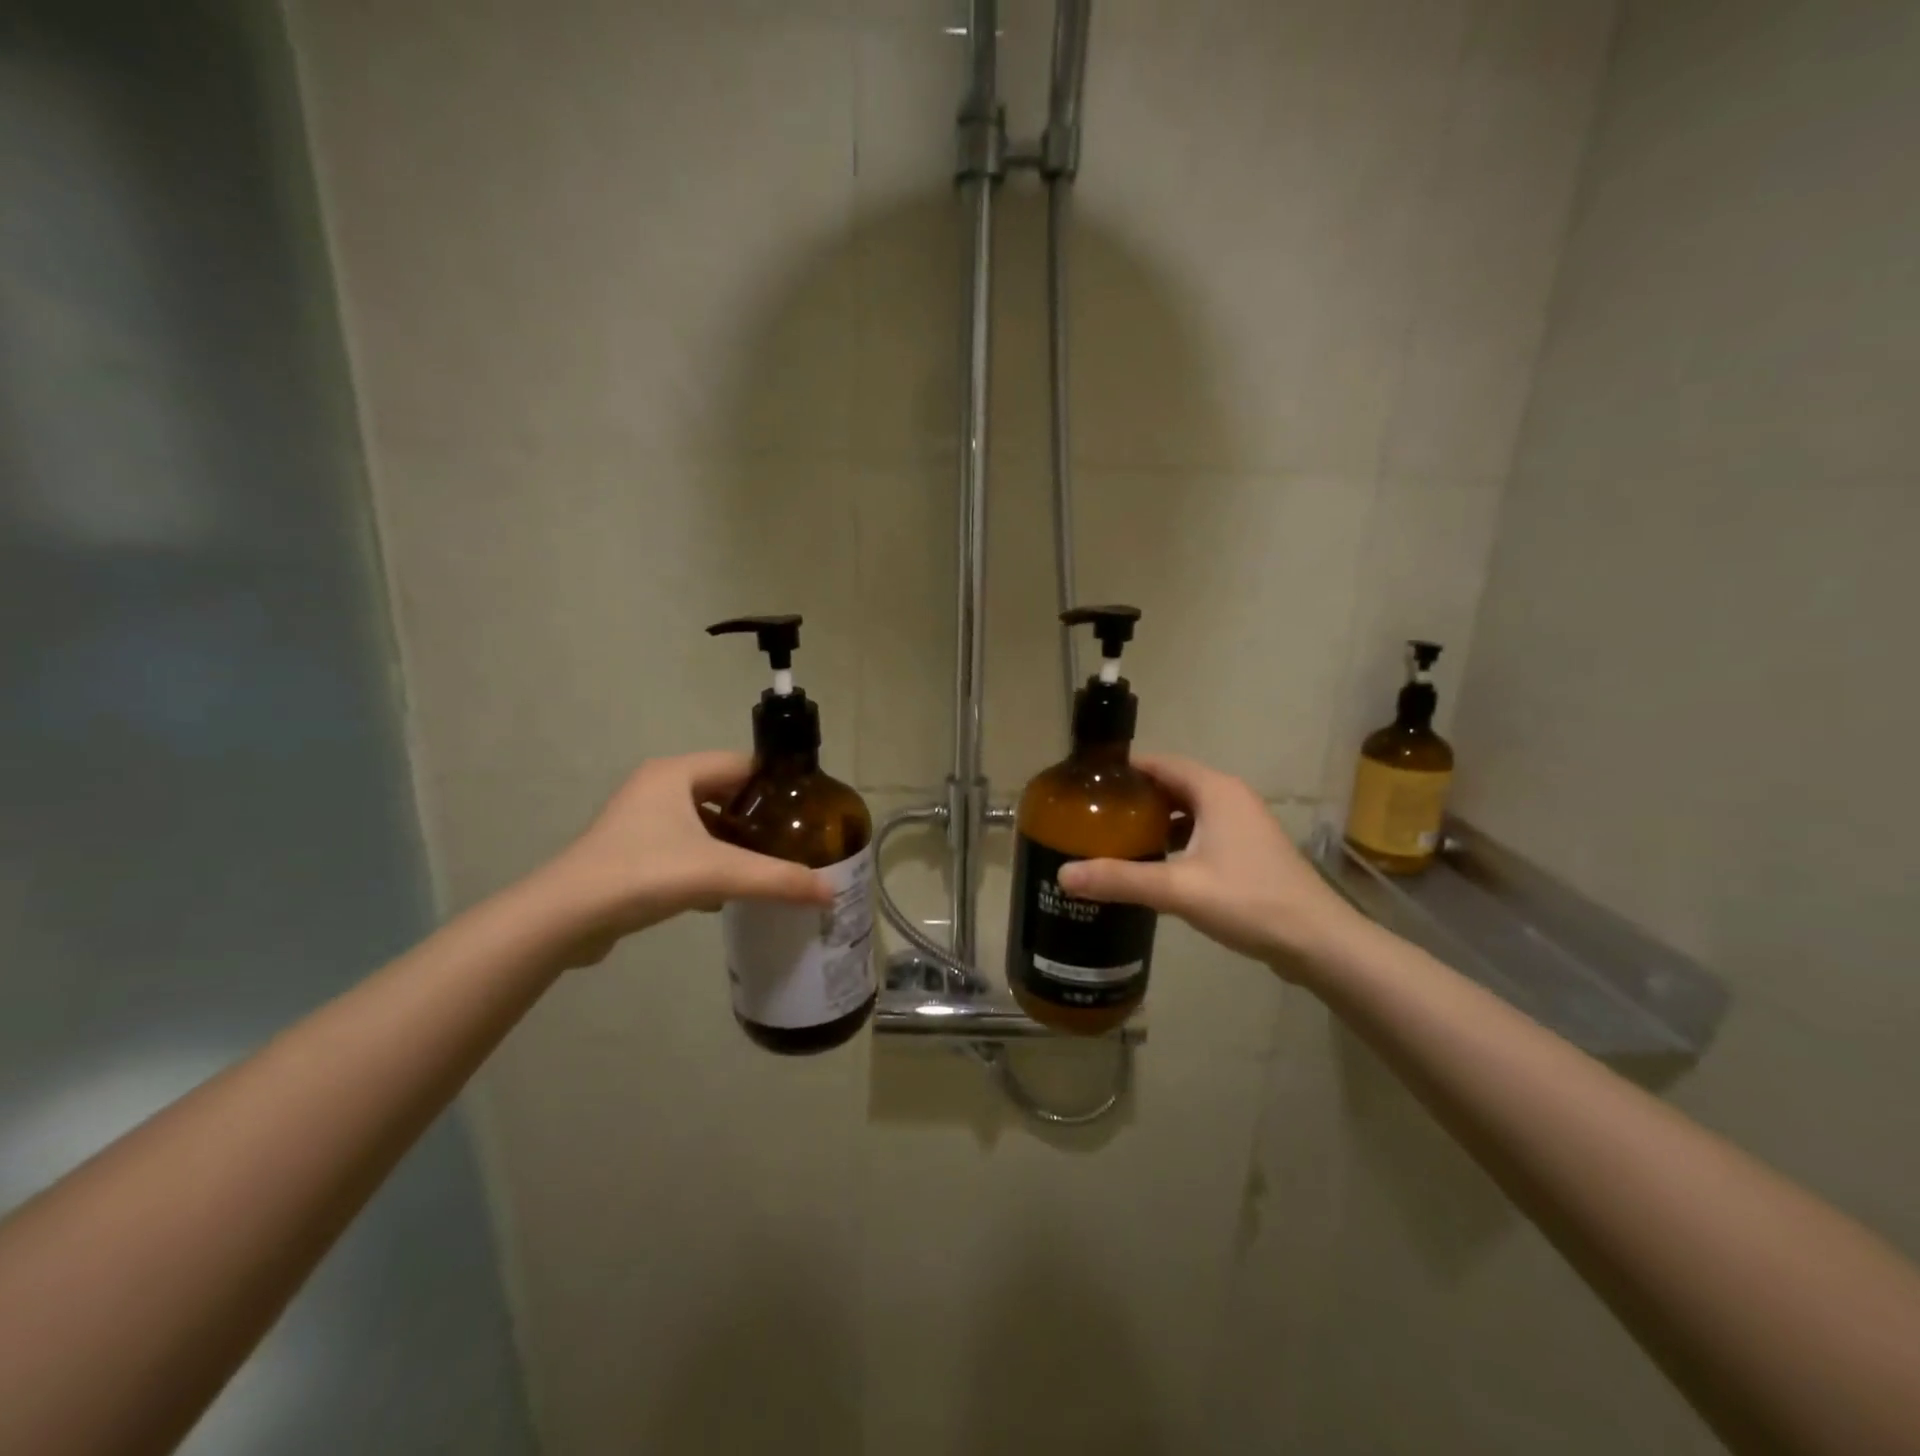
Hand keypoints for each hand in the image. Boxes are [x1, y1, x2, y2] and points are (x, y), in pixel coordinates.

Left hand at [536, 752, 832, 964]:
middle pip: (723, 791)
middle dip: (756, 815)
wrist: (564, 919)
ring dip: (732, 840)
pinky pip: (682, 846)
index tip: (807, 809)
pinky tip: (726, 890)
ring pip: (702, 821)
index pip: (741, 764)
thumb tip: (832, 892)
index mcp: (675, 773)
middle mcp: (656, 787)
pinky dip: (707, 861)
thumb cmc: (643, 874)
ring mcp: (639, 820)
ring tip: (767, 863)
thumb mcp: (719, 873)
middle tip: (792, 839)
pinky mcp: (630, 851)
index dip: (776, 784)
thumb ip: (778, 880)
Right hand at [1055, 753, 1365, 977]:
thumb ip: (1121, 879)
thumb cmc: (1249, 901)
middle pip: (1172, 785)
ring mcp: (1242, 825)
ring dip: (1154, 821)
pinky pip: (1201, 833)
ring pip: (1187, 811)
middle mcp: (1230, 798)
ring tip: (1114, 839)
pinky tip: (1152, 866)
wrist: (1317, 942)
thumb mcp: (1179, 889)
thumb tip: (1063, 875)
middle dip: (1134, 798)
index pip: (1159, 763)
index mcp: (1215, 791)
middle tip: (1092, 815)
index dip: (1123, 770)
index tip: (1087, 784)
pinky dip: (1174, 841)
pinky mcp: (1247, 851)